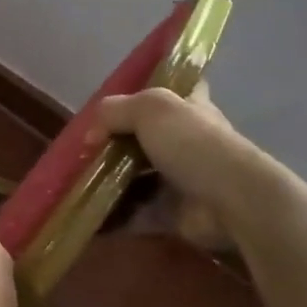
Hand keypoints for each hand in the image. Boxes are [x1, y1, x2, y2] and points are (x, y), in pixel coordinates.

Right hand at [96, 84, 275, 247]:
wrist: (231, 200)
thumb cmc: (192, 143)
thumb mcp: (150, 108)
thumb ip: (115, 112)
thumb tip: (91, 135)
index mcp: (188, 108)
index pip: (176, 90)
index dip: (153, 90)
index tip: (124, 99)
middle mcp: (184, 141)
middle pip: (145, 137)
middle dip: (114, 144)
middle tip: (81, 151)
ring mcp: (179, 179)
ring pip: (136, 177)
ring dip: (108, 181)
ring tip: (76, 184)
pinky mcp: (171, 213)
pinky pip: (135, 213)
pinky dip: (113, 215)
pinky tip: (87, 214)